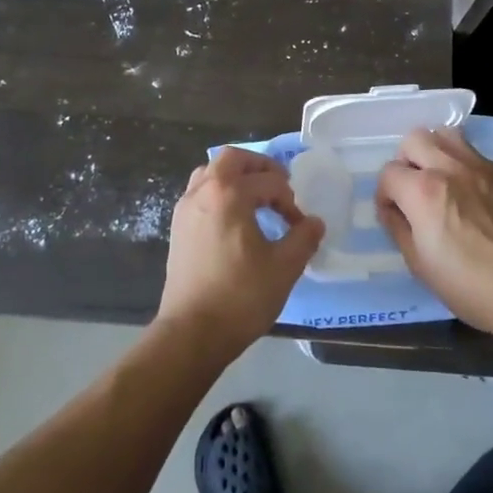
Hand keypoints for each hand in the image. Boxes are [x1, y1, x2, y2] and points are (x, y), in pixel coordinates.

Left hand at [157, 148, 323, 357]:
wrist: (191, 333)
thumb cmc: (240, 297)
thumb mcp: (284, 267)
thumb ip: (303, 238)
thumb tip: (314, 222)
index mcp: (229, 194)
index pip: (269, 182)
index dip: (290, 200)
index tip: (299, 226)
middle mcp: (203, 192)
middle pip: (232, 159)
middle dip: (260, 168)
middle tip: (279, 187)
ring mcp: (185, 209)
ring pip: (211, 173)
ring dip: (236, 178)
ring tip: (257, 200)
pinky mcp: (178, 228)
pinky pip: (200, 193)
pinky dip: (220, 193)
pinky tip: (235, 220)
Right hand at [377, 126, 492, 335]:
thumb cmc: (468, 284)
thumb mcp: (419, 264)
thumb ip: (398, 228)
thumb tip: (391, 209)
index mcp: (422, 190)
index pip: (388, 172)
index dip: (386, 193)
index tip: (394, 212)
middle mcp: (450, 167)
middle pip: (415, 139)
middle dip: (407, 161)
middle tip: (415, 187)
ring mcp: (484, 166)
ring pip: (449, 135)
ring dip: (438, 152)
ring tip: (444, 178)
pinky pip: (482, 158)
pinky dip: (472, 171)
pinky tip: (482, 197)